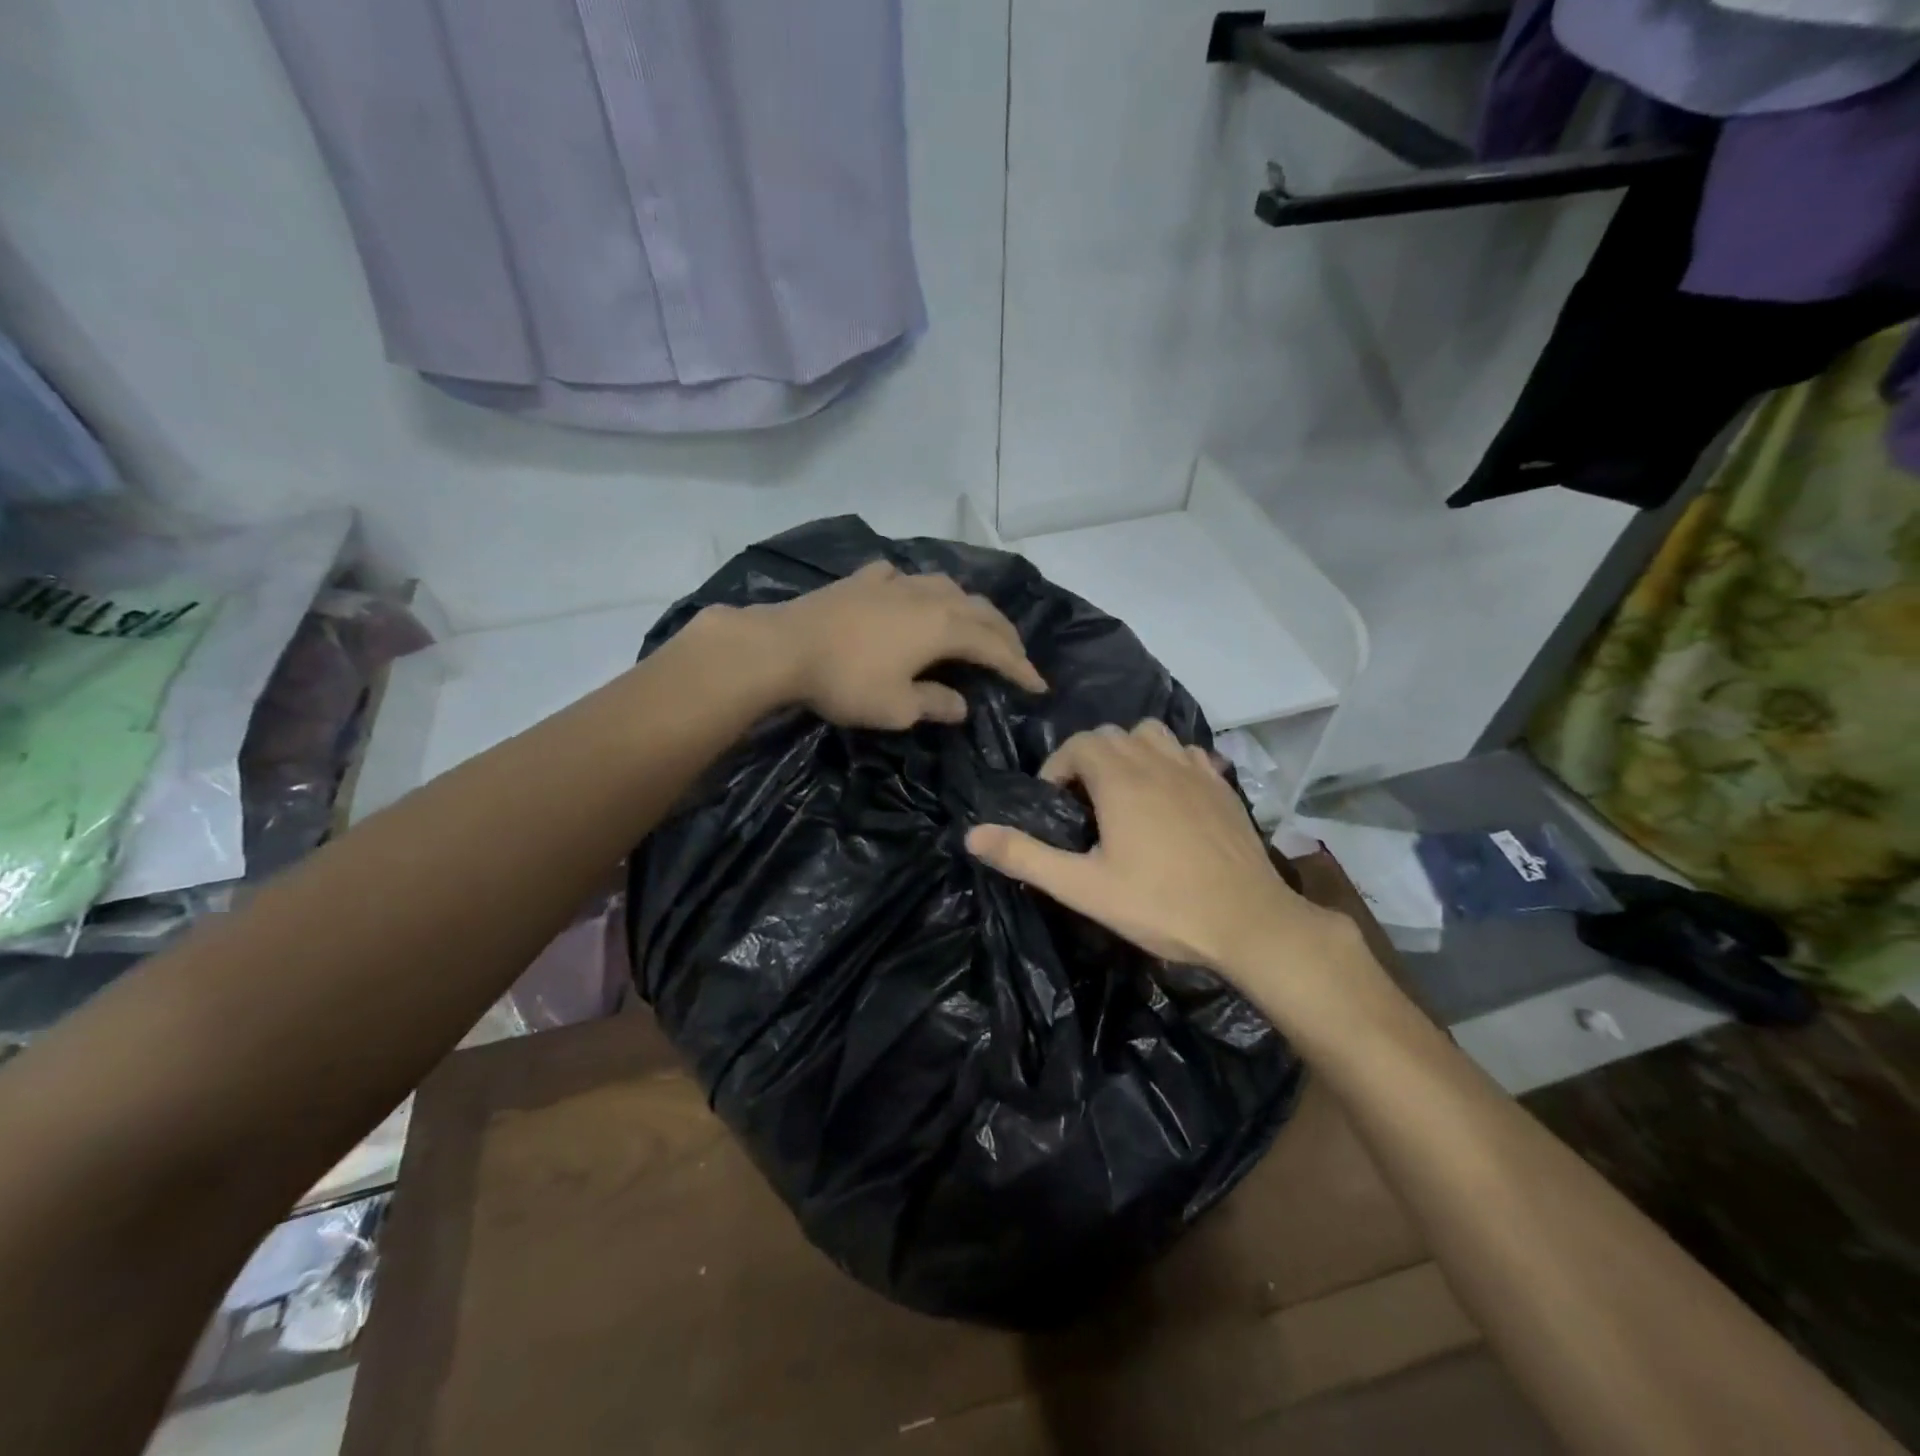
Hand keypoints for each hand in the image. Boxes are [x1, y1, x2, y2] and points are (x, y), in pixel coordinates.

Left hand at [738, 560, 1046, 729]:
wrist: (785, 646)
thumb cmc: (847, 682)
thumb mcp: (898, 708)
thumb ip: (936, 704)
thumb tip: (961, 704)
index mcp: (944, 627)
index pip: (995, 647)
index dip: (1019, 667)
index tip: (1038, 686)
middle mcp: (929, 596)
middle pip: (979, 610)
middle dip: (1004, 634)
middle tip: (1016, 656)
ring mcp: (895, 583)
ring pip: (947, 587)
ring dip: (969, 607)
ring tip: (974, 623)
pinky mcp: (864, 579)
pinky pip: (905, 580)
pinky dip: (922, 591)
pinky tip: (913, 596)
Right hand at [965, 721, 1351, 981]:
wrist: (1248, 922)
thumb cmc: (1160, 904)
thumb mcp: (1082, 887)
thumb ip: (1025, 857)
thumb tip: (972, 835)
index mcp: (1120, 779)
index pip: (1078, 745)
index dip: (1057, 769)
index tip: (1054, 807)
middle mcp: (1157, 761)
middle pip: (1112, 735)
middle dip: (1088, 760)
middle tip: (1083, 805)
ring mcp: (1196, 770)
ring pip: (1152, 735)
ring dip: (1130, 753)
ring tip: (1124, 793)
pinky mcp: (1224, 786)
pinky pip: (1189, 753)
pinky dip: (1170, 762)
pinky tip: (1170, 796)